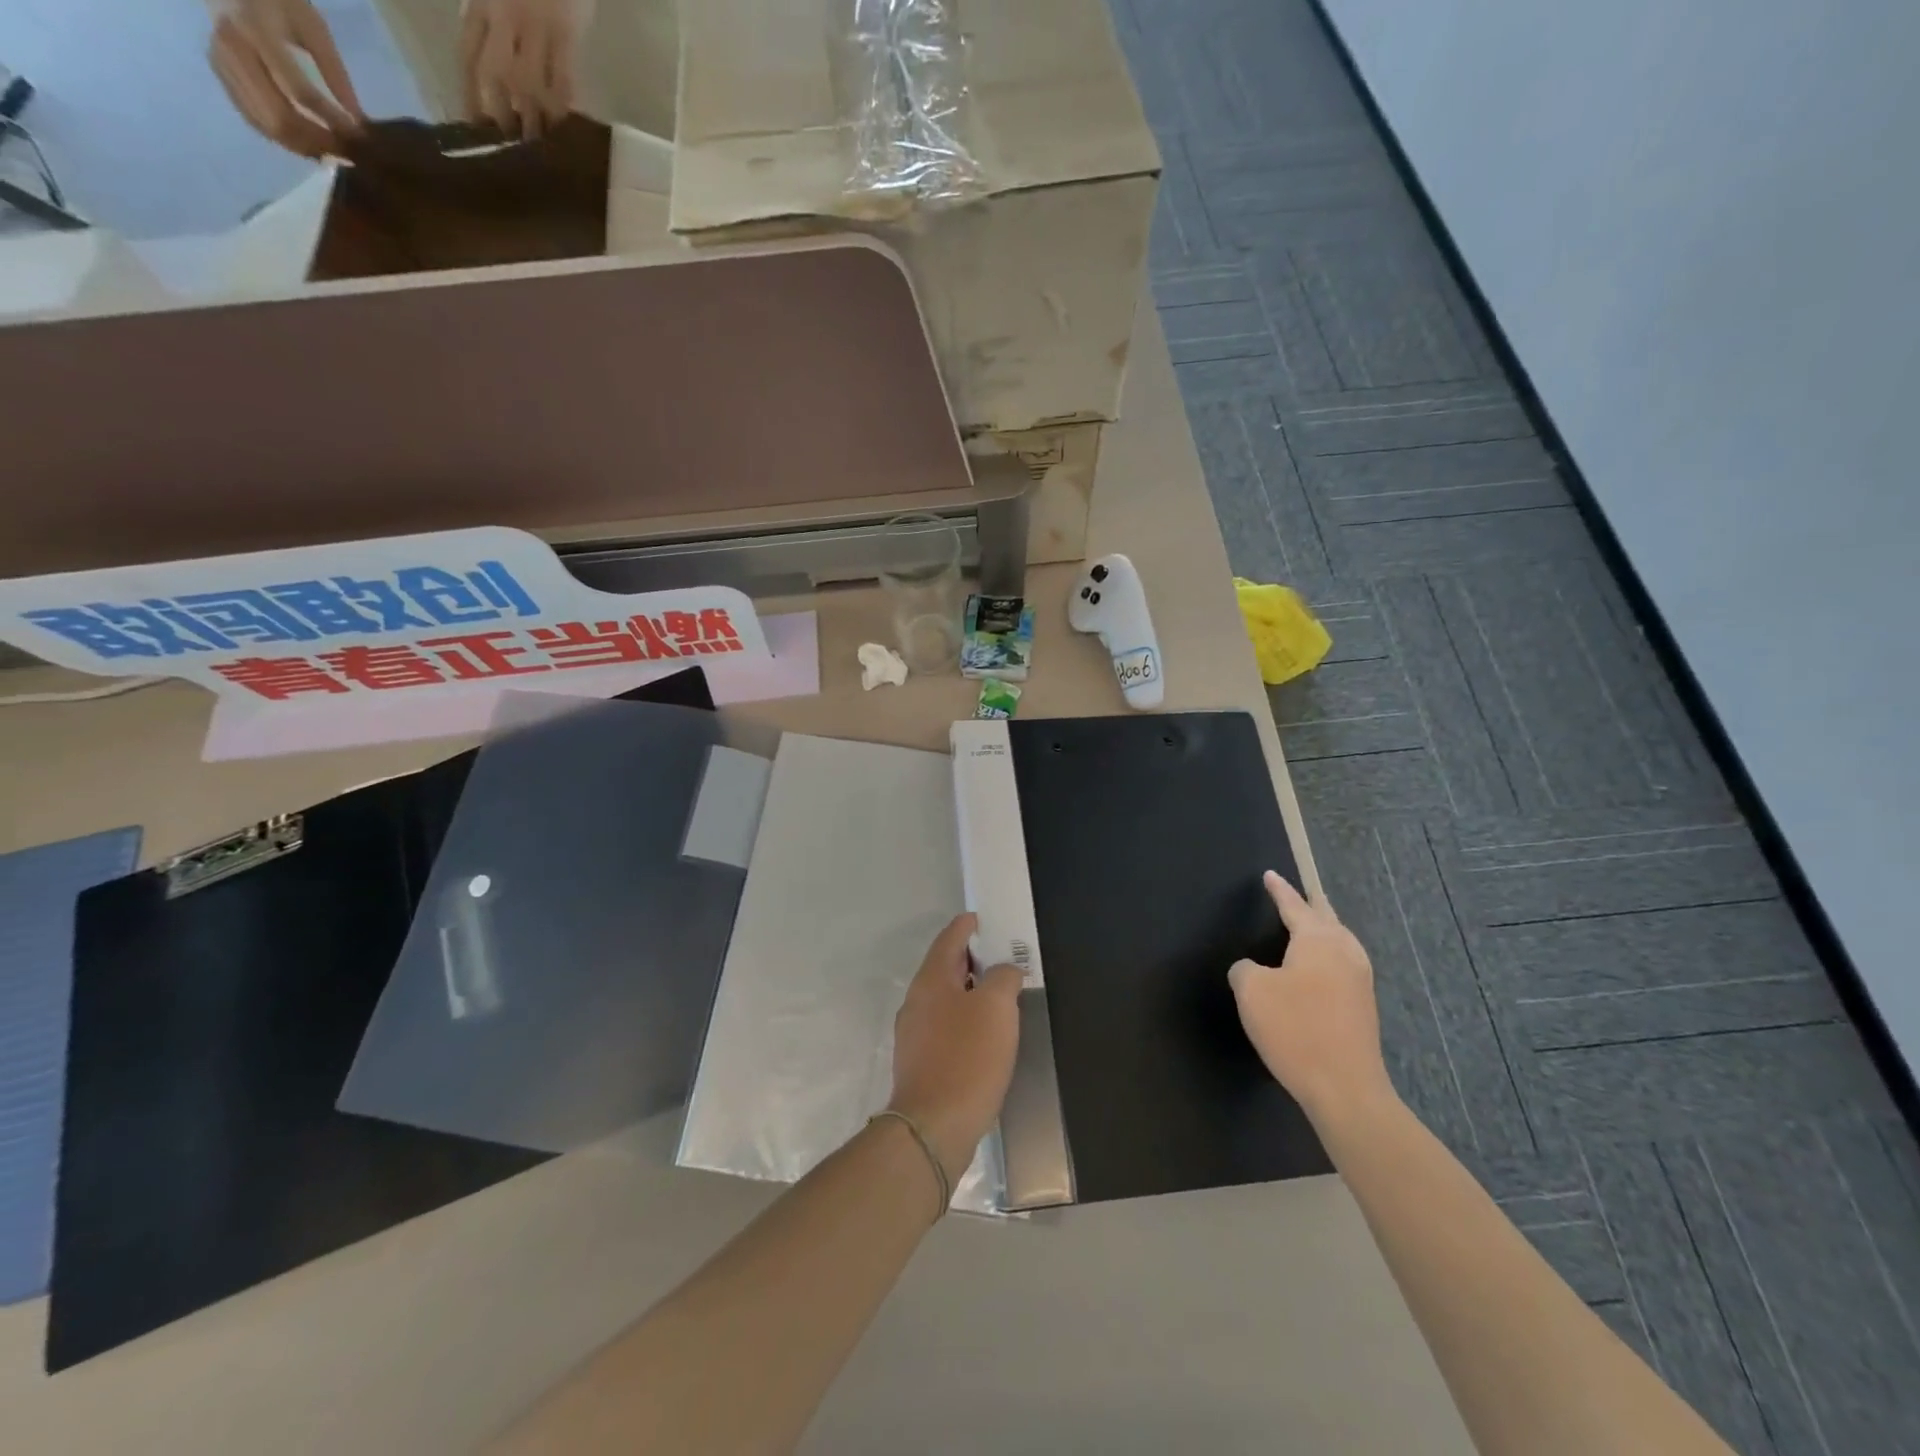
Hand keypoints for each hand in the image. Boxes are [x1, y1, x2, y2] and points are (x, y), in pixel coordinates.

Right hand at [207, 0, 363, 158]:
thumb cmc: (279, 0)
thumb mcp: (313, 26)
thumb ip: (335, 72)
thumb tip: (360, 121)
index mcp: (256, 29)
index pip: (300, 92)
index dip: (334, 122)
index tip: (361, 138)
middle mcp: (232, 47)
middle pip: (280, 116)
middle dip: (320, 143)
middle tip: (350, 154)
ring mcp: (222, 62)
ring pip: (267, 124)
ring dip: (305, 147)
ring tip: (335, 153)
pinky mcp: (220, 73)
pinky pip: (255, 120)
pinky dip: (286, 140)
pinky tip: (310, 144)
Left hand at [461, 0, 592, 137]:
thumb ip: (492, 30)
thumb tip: (497, 87)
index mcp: (480, 4)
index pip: (468, 57)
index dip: (469, 97)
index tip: (475, 132)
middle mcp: (504, 13)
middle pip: (496, 74)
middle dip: (502, 114)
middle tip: (512, 148)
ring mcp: (537, 24)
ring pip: (530, 83)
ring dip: (534, 119)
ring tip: (539, 148)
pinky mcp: (567, 33)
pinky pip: (563, 80)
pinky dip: (562, 107)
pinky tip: (564, 128)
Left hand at [887, 914, 1021, 1181]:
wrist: (933, 1126)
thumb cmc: (967, 1058)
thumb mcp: (996, 1008)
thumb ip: (1003, 978)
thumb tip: (1004, 971)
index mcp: (931, 980)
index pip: (949, 938)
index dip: (968, 926)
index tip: (984, 920)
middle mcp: (917, 1001)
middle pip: (945, 967)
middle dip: (972, 959)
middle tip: (1002, 957)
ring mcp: (915, 1033)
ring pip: (945, 998)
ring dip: (970, 991)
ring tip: (1000, 995)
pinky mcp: (920, 1062)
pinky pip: (945, 1026)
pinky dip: (965, 1019)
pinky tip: (985, 1035)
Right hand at [1229, 870, 1396, 1122]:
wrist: (1346, 1089)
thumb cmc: (1295, 1029)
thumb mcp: (1252, 992)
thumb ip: (1245, 970)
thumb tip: (1253, 969)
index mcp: (1318, 940)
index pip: (1294, 906)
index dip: (1279, 890)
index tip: (1270, 875)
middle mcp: (1344, 952)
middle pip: (1326, 918)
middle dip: (1311, 904)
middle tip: (1300, 892)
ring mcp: (1360, 980)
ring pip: (1340, 941)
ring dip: (1324, 929)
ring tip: (1312, 925)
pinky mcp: (1363, 1006)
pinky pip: (1343, 963)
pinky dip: (1329, 953)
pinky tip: (1319, 967)